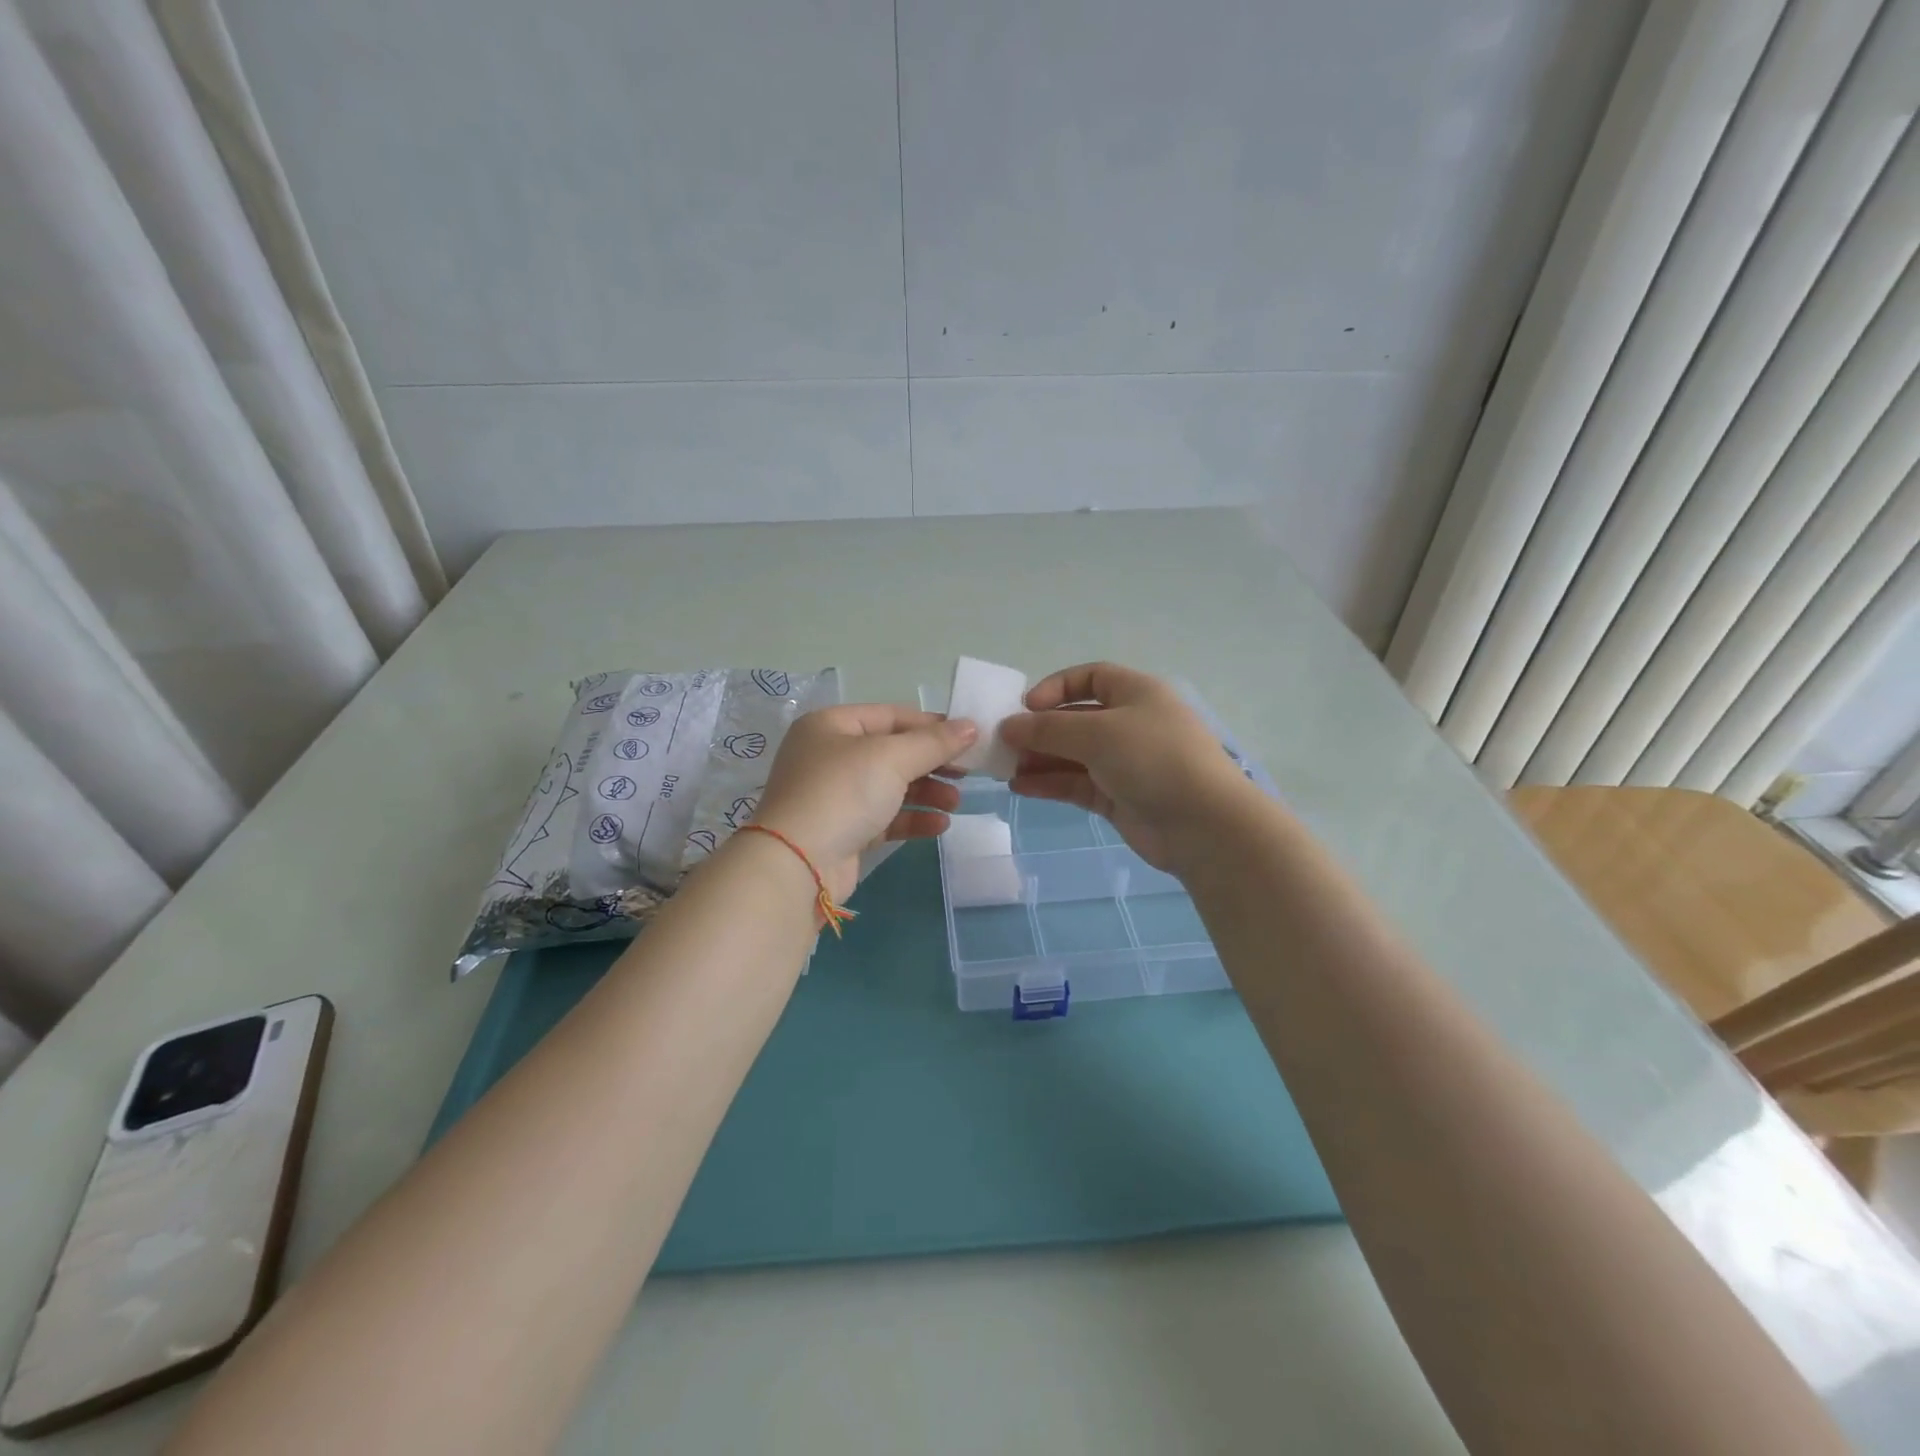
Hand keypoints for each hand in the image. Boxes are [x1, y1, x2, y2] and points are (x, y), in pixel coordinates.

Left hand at [748, 705, 975, 898]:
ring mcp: (834, 796)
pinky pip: (884, 818)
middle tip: (967, 773)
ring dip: (927, 791)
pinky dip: (912, 818)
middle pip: (892, 752)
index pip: (890, 716)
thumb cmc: (843, 793)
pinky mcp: (843, 831)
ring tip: (956, 802)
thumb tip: (971, 725)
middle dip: (932, 762)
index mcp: (830, 725)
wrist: (797, 864)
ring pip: (890, 786)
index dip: (930, 725)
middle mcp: (829, 756)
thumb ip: (934, 742)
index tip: (968, 738)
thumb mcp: (892, 758)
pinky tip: (940, 825)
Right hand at [1000, 663, 1254, 871]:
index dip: (1056, 688)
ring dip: (1040, 759)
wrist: (1204, 825)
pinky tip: (1022, 787)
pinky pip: (1077, 784)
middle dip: (1040, 730)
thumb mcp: (1097, 733)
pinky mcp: (1119, 797)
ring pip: (1073, 755)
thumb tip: (1008, 727)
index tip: (1025, 707)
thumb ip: (1048, 729)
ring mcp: (1125, 763)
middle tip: (1004, 744)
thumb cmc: (1154, 759)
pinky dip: (1050, 783)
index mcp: (1136, 694)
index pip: (1090, 678)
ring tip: (1005, 768)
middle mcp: (1131, 724)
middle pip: (1076, 719)